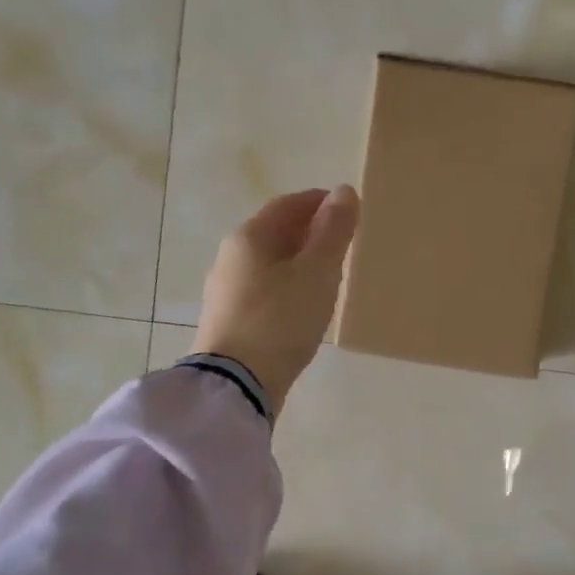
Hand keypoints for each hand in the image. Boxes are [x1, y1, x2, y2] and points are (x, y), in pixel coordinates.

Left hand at [195, 186, 359, 415]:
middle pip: (275, 233)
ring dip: (299, 262)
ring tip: (329, 276)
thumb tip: (343, 191)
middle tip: (344, 244)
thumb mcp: (317, 272)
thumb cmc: (281, 319)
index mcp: (250, 237)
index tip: (349, 210)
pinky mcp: (229, 321)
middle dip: (310, 232)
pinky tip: (303, 306)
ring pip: (269, 264)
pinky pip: (263, 291)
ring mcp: (225, 291)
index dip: (320, 202)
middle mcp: (231, 257)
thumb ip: (333, 231)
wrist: (238, 383)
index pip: (288, 204)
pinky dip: (287, 287)